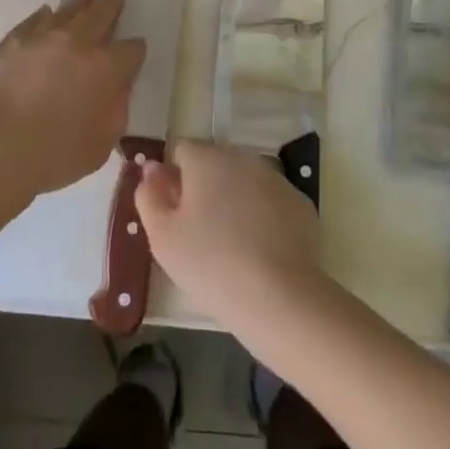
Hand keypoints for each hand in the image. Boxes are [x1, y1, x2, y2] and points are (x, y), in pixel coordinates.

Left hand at [0, 0, 145, 199]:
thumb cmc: (53, 155)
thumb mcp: (101, 144)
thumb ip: (116, 111)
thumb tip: (118, 89)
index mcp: (105, 68)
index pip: (131, 49)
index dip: (136, 50)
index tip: (135, 51)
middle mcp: (76, 43)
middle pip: (100, 14)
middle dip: (112, 6)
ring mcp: (40, 37)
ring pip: (66, 11)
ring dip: (80, 5)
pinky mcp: (10, 42)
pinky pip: (33, 20)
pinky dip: (44, 16)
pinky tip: (46, 14)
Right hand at [134, 140, 325, 327]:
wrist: (280, 298)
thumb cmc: (210, 263)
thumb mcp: (163, 236)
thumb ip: (149, 196)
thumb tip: (151, 171)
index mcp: (206, 158)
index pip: (181, 150)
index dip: (172, 178)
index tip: (172, 212)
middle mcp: (243, 158)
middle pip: (214, 163)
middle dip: (203, 187)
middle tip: (197, 231)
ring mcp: (276, 179)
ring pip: (243, 181)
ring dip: (233, 200)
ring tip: (229, 244)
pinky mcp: (300, 204)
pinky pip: (270, 202)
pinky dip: (261, 216)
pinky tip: (258, 250)